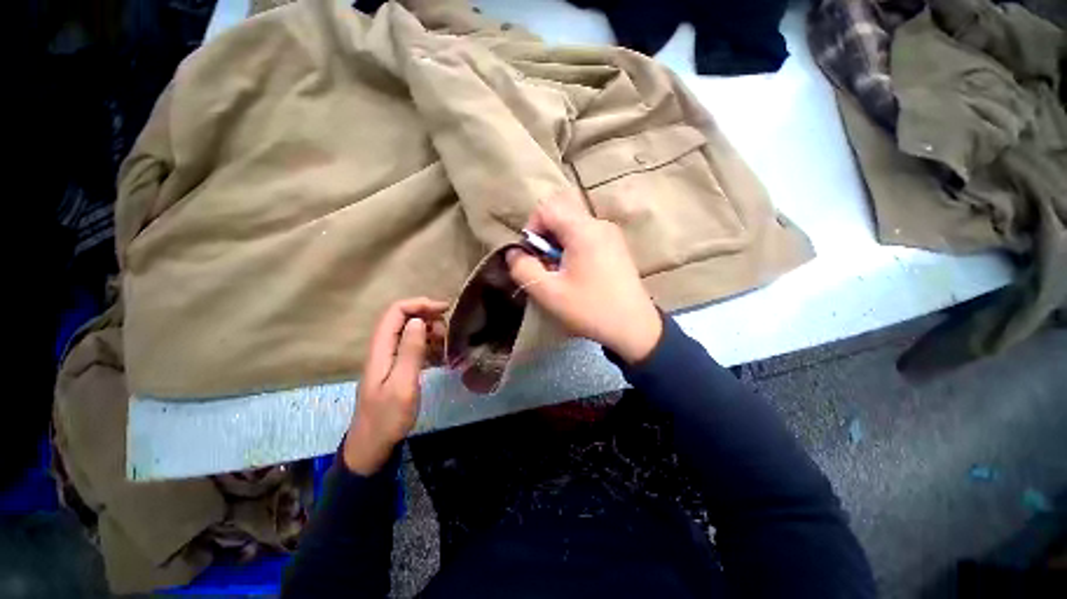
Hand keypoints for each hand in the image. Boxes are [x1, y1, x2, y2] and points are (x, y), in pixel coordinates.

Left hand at [343, 297, 447, 474]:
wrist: (372, 446)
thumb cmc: (388, 417)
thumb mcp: (403, 384)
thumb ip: (410, 351)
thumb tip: (418, 320)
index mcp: (381, 349)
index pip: (396, 312)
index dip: (419, 304)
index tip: (444, 309)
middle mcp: (383, 348)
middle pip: (403, 318)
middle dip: (428, 317)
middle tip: (447, 332)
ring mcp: (390, 358)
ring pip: (410, 332)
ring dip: (430, 332)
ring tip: (445, 344)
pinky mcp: (397, 368)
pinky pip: (413, 347)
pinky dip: (428, 345)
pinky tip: (440, 356)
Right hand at [506, 197, 662, 363]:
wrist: (634, 327)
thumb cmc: (590, 309)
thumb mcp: (549, 293)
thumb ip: (523, 268)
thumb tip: (514, 252)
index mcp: (583, 230)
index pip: (546, 208)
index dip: (531, 229)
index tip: (533, 256)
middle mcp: (599, 224)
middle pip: (561, 215)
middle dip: (545, 238)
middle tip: (546, 266)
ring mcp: (611, 234)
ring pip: (573, 226)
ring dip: (559, 245)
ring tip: (562, 274)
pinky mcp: (616, 246)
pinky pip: (587, 236)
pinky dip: (574, 248)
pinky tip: (578, 274)